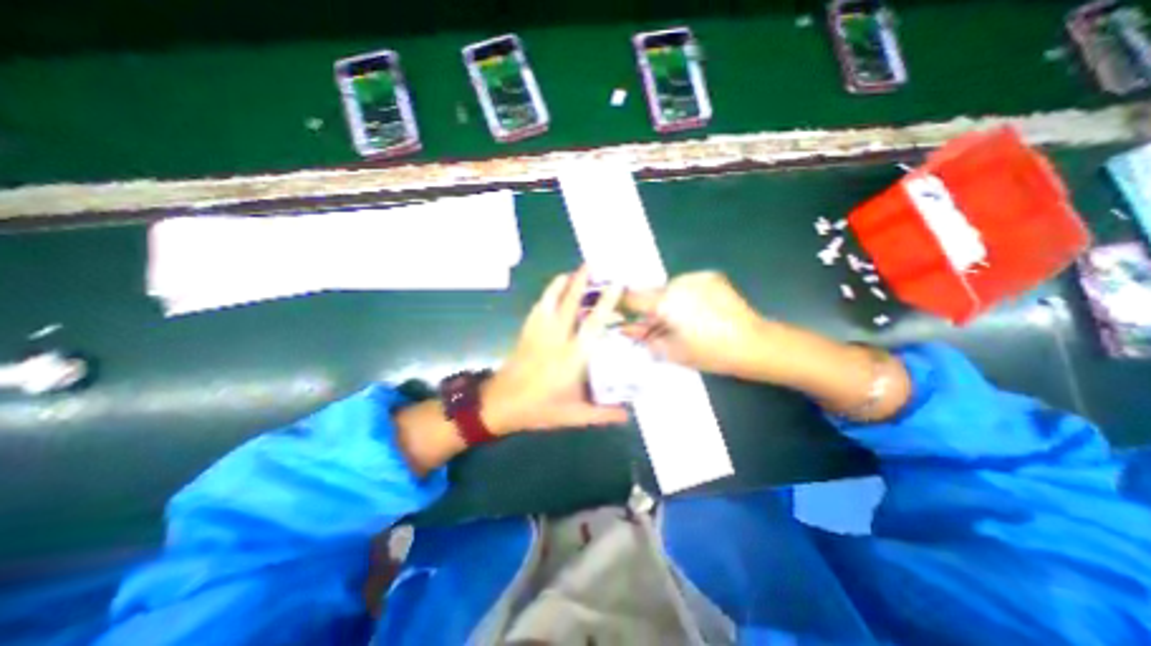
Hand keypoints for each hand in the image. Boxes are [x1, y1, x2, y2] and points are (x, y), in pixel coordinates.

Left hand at [483, 264, 631, 434]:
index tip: (616, 284)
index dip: (605, 302)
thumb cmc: (538, 409)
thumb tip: (628, 414)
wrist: (499, 405)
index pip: (593, 324)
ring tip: (572, 271)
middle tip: (592, 265)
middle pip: (570, 303)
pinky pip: (538, 308)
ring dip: (562, 284)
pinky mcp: (526, 332)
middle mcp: (556, 339)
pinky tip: (552, 291)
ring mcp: (538, 333)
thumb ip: (603, 414)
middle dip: (581, 282)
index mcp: (572, 357)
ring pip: (551, 300)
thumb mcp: (574, 415)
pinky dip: (547, 295)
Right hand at [621, 269, 771, 377]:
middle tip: (655, 324)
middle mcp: (677, 283)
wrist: (753, 343)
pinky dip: (684, 295)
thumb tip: (626, 329)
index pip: (632, 298)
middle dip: (649, 307)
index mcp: (665, 303)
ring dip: (667, 301)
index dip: (620, 303)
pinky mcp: (710, 276)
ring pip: (669, 288)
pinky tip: (697, 310)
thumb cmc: (709, 353)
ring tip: (681, 319)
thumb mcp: (671, 351)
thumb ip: (644, 337)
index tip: (615, 308)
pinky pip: (687, 284)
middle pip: (651, 292)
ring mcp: (695, 277)